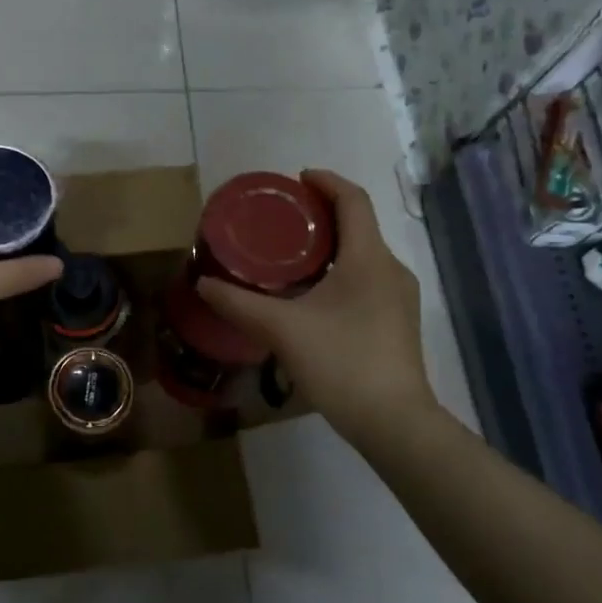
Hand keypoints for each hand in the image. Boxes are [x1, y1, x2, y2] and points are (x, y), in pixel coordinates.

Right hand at [196, 170, 437, 446]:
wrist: (393, 422)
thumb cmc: (341, 363)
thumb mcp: (281, 329)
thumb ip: (239, 304)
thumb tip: (202, 284)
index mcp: (369, 258)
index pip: (353, 200)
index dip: (327, 182)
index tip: (297, 179)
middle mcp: (390, 269)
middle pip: (359, 225)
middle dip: (323, 215)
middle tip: (282, 219)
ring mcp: (399, 298)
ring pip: (363, 255)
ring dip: (331, 246)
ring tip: (292, 256)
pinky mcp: (397, 322)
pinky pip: (367, 279)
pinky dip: (340, 272)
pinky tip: (312, 295)